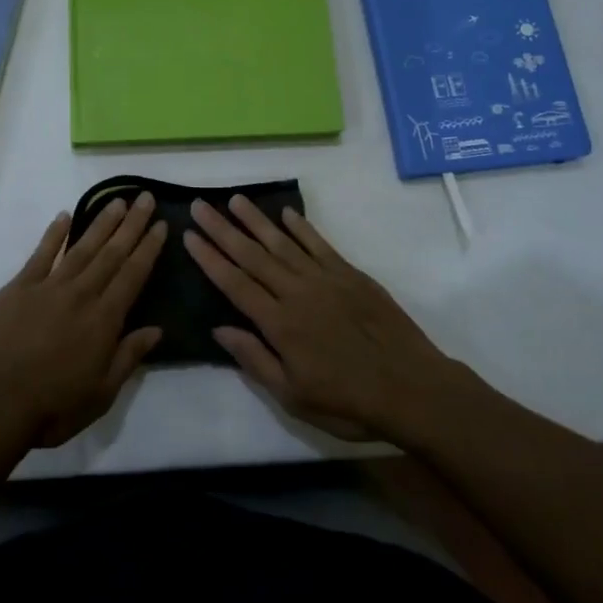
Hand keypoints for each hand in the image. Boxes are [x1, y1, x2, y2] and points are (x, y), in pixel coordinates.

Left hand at [0, 193, 165, 447]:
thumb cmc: (51, 407)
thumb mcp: (101, 394)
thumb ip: (128, 357)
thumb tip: (156, 329)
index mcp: (104, 320)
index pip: (133, 275)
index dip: (149, 248)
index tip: (161, 224)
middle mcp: (81, 294)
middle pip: (111, 253)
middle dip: (131, 225)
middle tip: (145, 198)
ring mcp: (48, 287)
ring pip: (81, 247)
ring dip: (101, 223)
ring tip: (117, 201)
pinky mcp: (18, 288)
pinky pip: (41, 254)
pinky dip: (55, 234)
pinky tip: (65, 216)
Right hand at [184, 197, 458, 441]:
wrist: (412, 389)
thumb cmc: (348, 402)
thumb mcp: (293, 397)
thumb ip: (255, 360)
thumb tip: (219, 328)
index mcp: (280, 324)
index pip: (235, 284)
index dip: (210, 259)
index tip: (189, 235)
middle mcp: (298, 293)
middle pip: (252, 255)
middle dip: (223, 230)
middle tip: (200, 206)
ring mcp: (326, 279)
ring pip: (283, 243)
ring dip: (256, 220)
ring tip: (234, 199)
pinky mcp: (351, 275)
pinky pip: (320, 244)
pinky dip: (301, 227)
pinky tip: (286, 214)